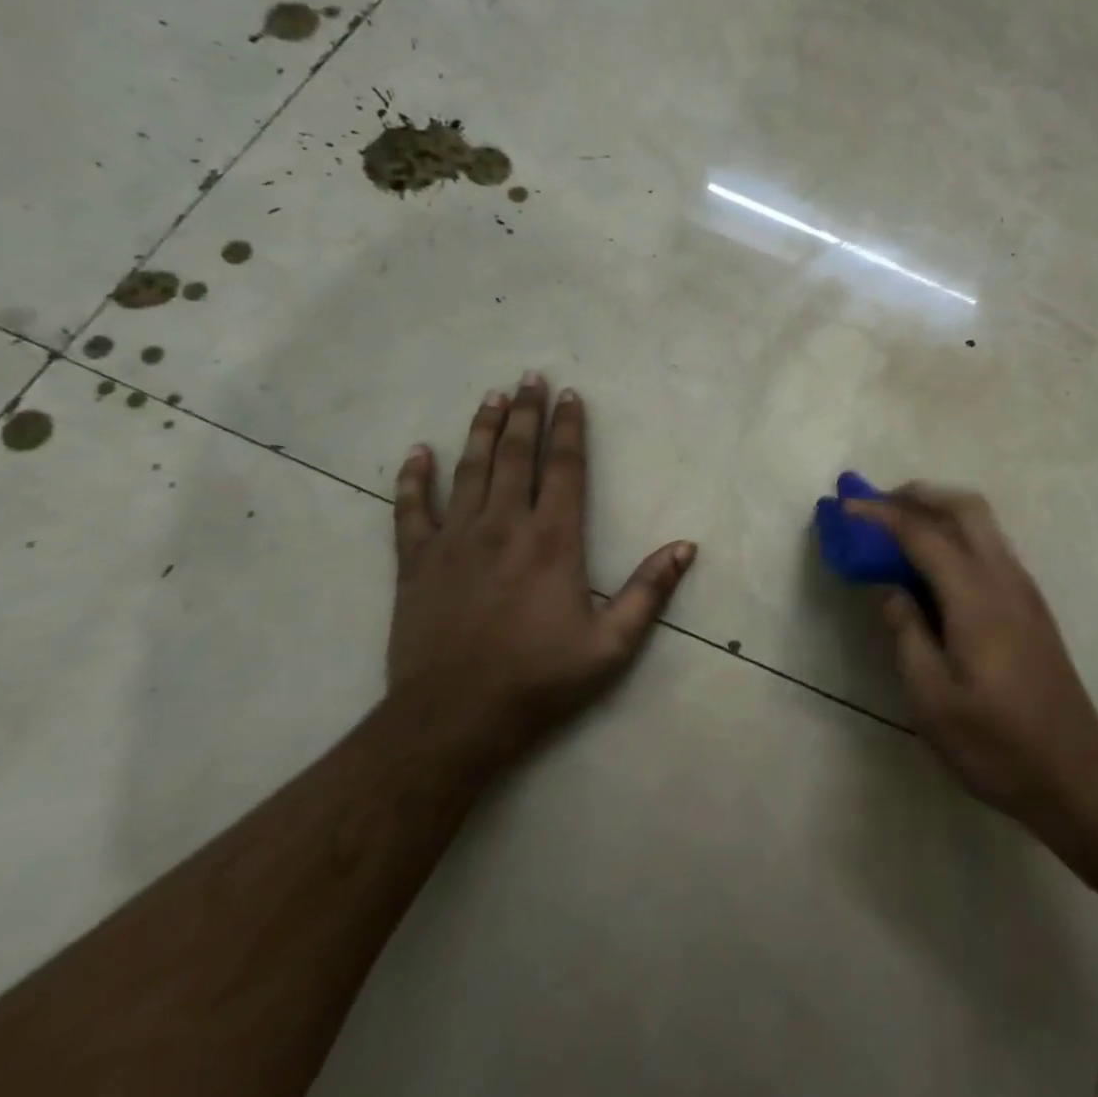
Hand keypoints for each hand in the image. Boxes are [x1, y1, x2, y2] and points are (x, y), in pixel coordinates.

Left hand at [386, 372, 695, 761]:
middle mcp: (503, 526)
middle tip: (529, 377)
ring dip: (480, 429)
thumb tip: (686, 547)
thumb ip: (649, 591)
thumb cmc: (540, 679)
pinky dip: (414, 479)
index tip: (571, 397)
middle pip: (514, 455)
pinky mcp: (416, 563)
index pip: (564, 468)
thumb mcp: (612, 643)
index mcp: (552, 540)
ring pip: (468, 470)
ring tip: (490, 397)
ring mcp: (454, 541)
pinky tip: (417, 452)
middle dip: (525, 413)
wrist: (454, 719)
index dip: (569, 428)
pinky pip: (411, 510)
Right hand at [847, 485, 1097, 828]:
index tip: (847, 507)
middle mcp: (1004, 579)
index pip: (923, 535)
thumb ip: (907, 635)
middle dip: (919, 495)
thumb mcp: (932, 701)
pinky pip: (991, 546)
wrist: (1076, 774)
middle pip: (965, 508)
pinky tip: (935, 564)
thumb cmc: (996, 745)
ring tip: (899, 526)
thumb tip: (890, 590)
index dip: (882, 515)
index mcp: (976, 599)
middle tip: (878, 504)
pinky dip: (958, 534)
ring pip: (983, 523)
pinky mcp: (1032, 605)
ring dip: (940, 510)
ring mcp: (1024, 590)